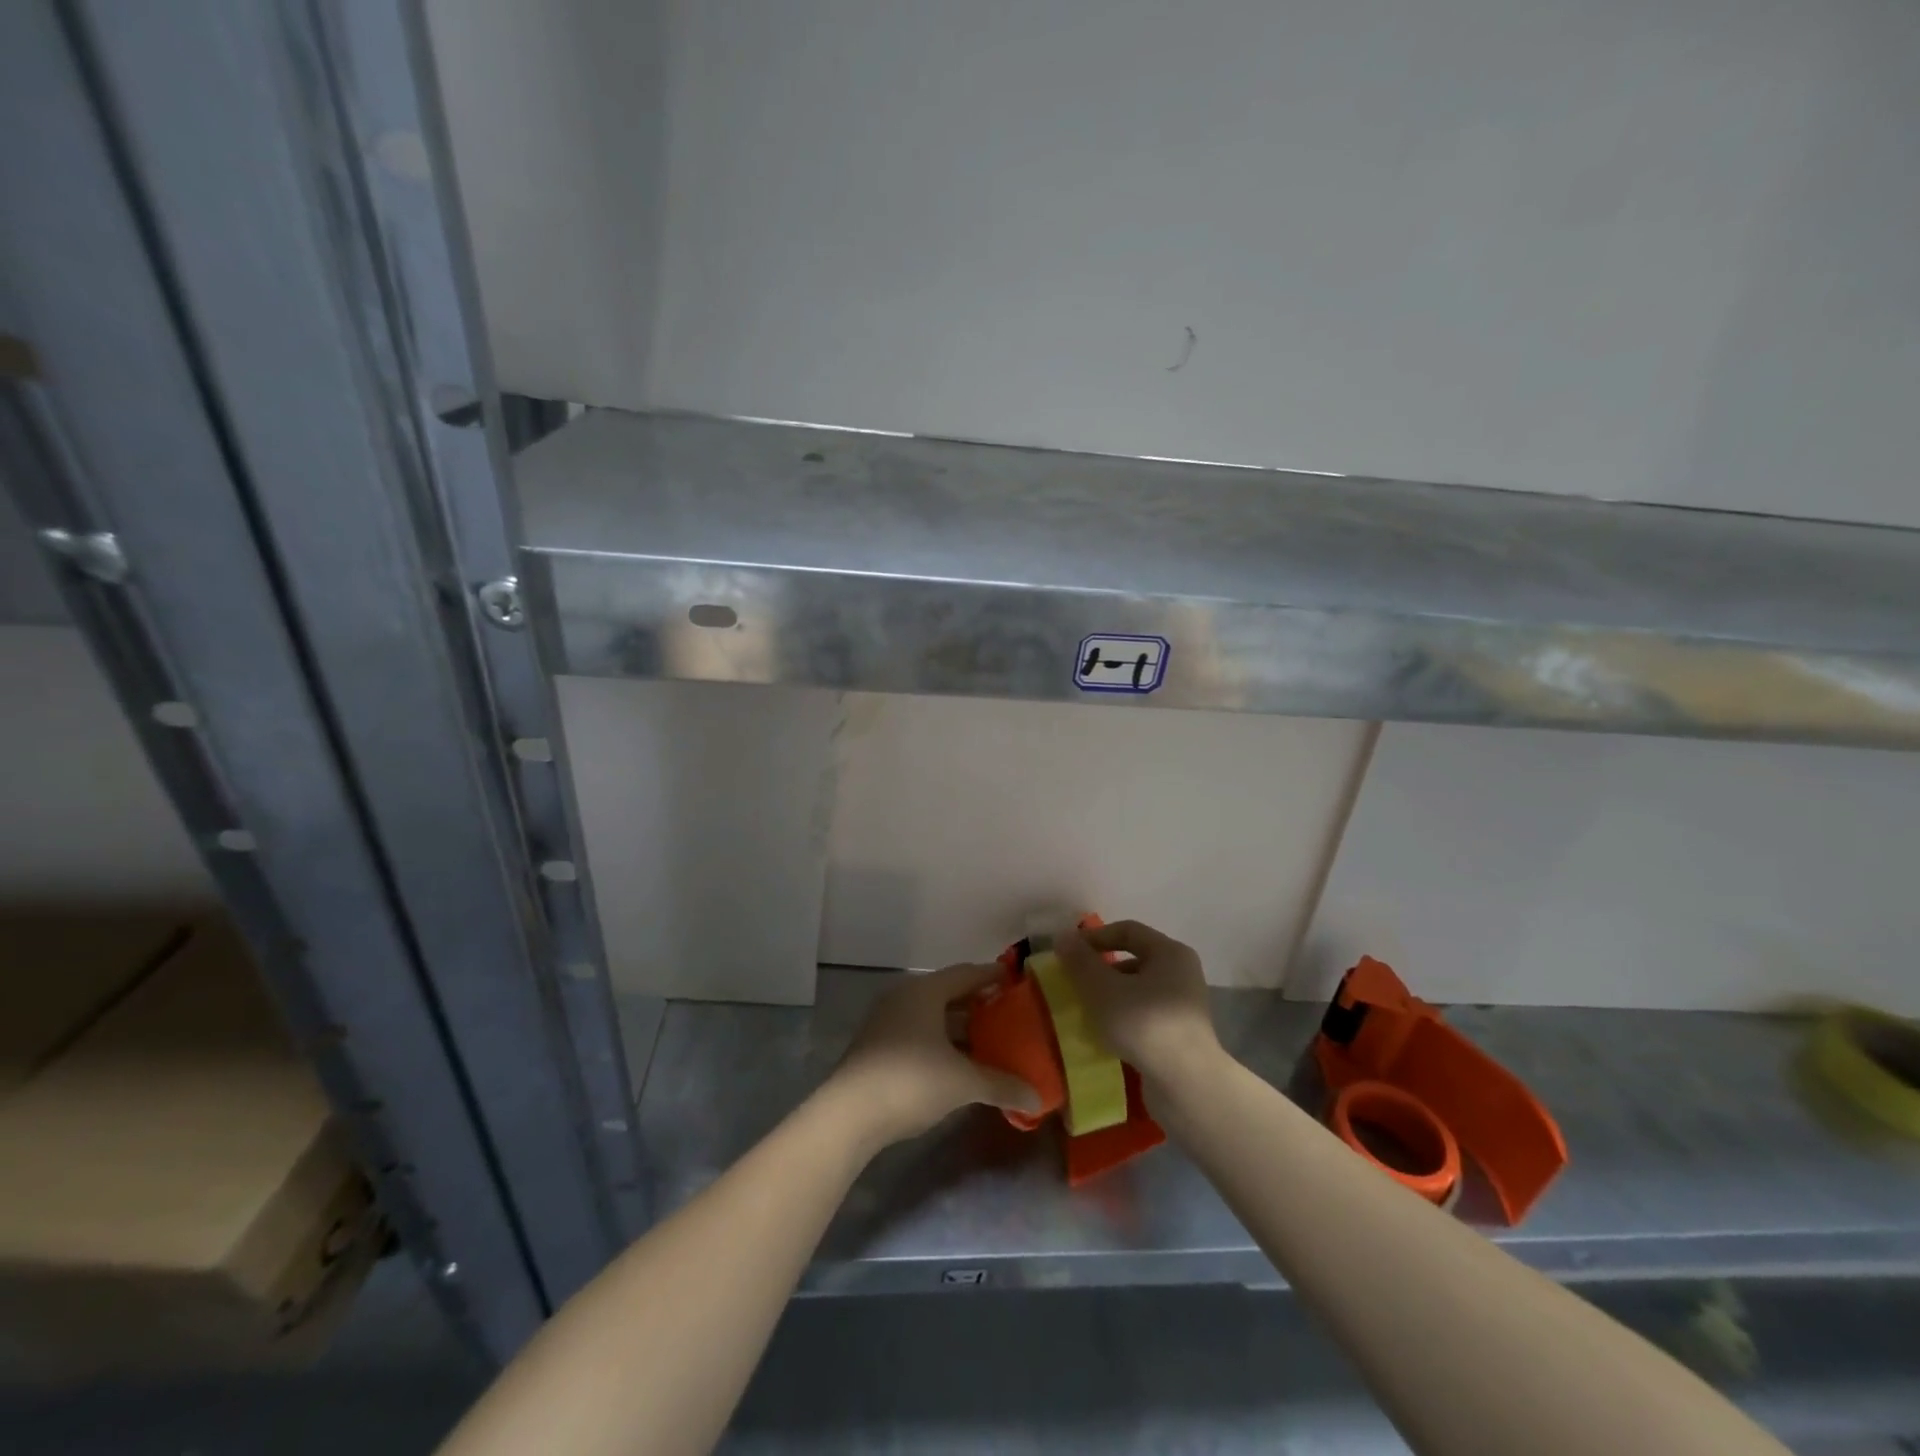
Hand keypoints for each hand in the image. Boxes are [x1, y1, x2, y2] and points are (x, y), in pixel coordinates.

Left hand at [827, 963, 1041, 1148]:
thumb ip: (1001, 1084)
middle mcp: (904, 997)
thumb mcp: (962, 1082)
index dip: (991, 976)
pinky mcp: (876, 1047)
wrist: (849, 1114)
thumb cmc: (911, 1080)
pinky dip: (940, 1043)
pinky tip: (956, 1064)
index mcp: (925, 991)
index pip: (966, 973)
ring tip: (988, 1042)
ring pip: (931, 1016)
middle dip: (977, 1004)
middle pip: (948, 994)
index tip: (1014, 980)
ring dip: (958, 1028)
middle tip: (1007, 1014)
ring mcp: (886, 1022)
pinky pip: (917, 1033)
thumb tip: (1036, 1097)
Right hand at [1054, 920, 1220, 1087]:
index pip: (1127, 930)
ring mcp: (1183, 1005)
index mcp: (1169, 952)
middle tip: (1074, 983)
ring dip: (1110, 995)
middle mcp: (1182, 972)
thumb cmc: (1143, 1024)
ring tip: (1085, 1011)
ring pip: (1138, 989)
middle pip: (1133, 959)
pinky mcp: (1180, 1034)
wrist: (1186, 1084)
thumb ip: (1080, 961)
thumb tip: (1063, 937)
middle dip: (1100, 969)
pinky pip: (1144, 1014)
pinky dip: (1123, 1017)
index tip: (1068, 953)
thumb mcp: (1102, 989)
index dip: (1095, 937)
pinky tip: (1105, 1033)